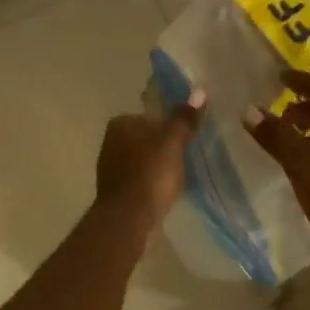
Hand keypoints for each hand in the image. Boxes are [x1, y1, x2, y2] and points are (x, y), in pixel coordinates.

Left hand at [96, 91, 206, 231]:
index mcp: (121, 123)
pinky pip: (141, 178)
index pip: (151, 115)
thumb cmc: (150, 173)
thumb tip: (199, 92)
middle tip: (189, 156)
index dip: (171, 125)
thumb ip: (184, 119)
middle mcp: (111, 141)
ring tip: (181, 174)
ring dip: (159, 165)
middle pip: (147, 137)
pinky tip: (166, 190)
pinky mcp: (116, 190)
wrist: (128, 218)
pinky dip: (153, 181)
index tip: (189, 137)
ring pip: (143, 159)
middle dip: (165, 145)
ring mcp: (111, 167)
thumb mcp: (172, 142)